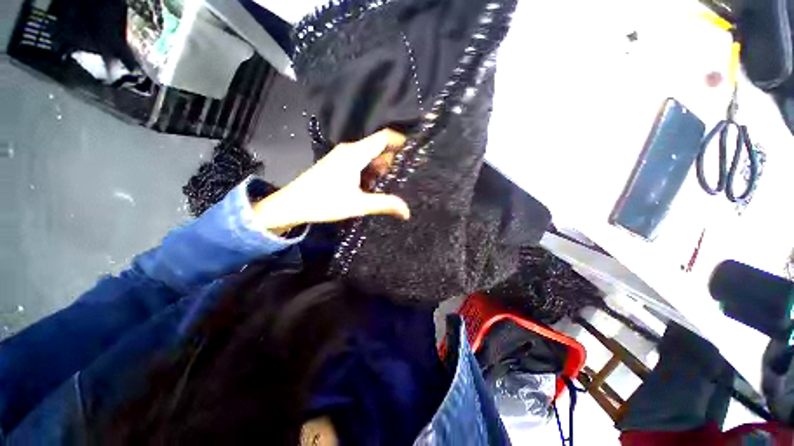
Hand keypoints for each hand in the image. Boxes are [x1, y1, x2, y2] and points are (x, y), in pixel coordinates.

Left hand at [253, 129, 409, 232]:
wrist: (292, 204)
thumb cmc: (325, 202)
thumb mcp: (358, 205)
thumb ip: (384, 204)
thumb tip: (407, 211)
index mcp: (355, 154)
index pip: (383, 137)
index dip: (400, 141)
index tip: (412, 152)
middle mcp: (349, 150)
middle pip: (377, 147)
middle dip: (390, 160)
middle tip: (400, 178)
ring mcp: (341, 156)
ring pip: (368, 155)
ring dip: (379, 167)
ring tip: (387, 184)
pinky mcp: (337, 163)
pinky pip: (359, 161)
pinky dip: (369, 170)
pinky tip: (371, 185)